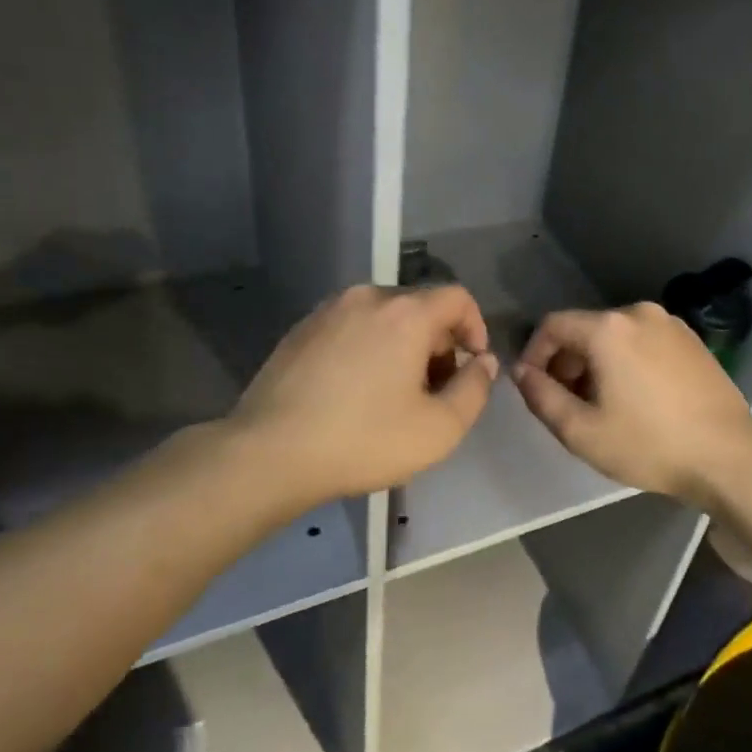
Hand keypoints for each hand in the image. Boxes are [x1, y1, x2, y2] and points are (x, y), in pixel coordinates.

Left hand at [230, 285, 497, 504]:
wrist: (269, 453)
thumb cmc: (363, 440)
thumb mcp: (440, 428)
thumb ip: (475, 389)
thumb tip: (482, 362)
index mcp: (405, 312)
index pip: (457, 298)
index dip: (476, 328)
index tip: (471, 367)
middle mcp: (367, 298)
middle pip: (420, 307)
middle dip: (438, 344)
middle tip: (434, 391)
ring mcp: (328, 311)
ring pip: (384, 317)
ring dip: (402, 346)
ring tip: (394, 394)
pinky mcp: (300, 330)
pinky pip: (351, 328)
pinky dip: (368, 348)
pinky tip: (355, 392)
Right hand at [513, 302, 751, 504]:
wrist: (728, 456)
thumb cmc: (649, 445)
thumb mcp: (581, 431)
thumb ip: (541, 397)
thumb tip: (523, 372)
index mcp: (608, 328)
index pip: (552, 325)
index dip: (534, 353)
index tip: (535, 387)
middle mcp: (638, 313)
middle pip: (585, 329)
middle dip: (567, 362)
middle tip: (568, 403)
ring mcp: (670, 323)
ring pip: (615, 335)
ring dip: (597, 363)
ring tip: (602, 404)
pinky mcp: (691, 339)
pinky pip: (643, 341)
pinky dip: (627, 360)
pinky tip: (637, 397)